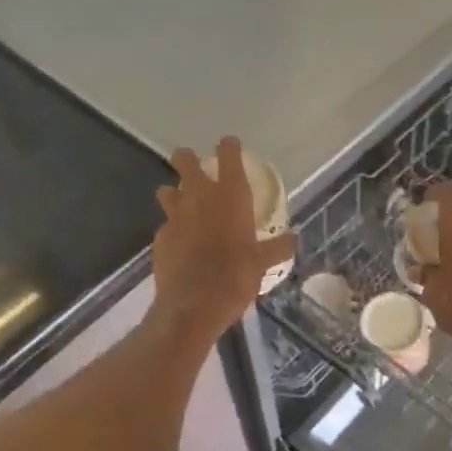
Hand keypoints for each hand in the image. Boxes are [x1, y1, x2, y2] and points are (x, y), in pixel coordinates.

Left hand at [150, 138, 295, 348]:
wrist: (192, 305)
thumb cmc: (235, 277)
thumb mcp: (263, 263)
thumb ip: (277, 248)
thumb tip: (292, 240)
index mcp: (230, 196)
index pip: (228, 155)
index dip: (229, 147)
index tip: (230, 145)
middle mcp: (199, 196)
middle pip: (185, 161)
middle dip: (188, 159)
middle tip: (195, 166)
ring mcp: (174, 215)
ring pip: (168, 190)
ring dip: (175, 193)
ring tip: (185, 206)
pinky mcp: (159, 236)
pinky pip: (166, 223)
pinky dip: (173, 228)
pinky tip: (182, 243)